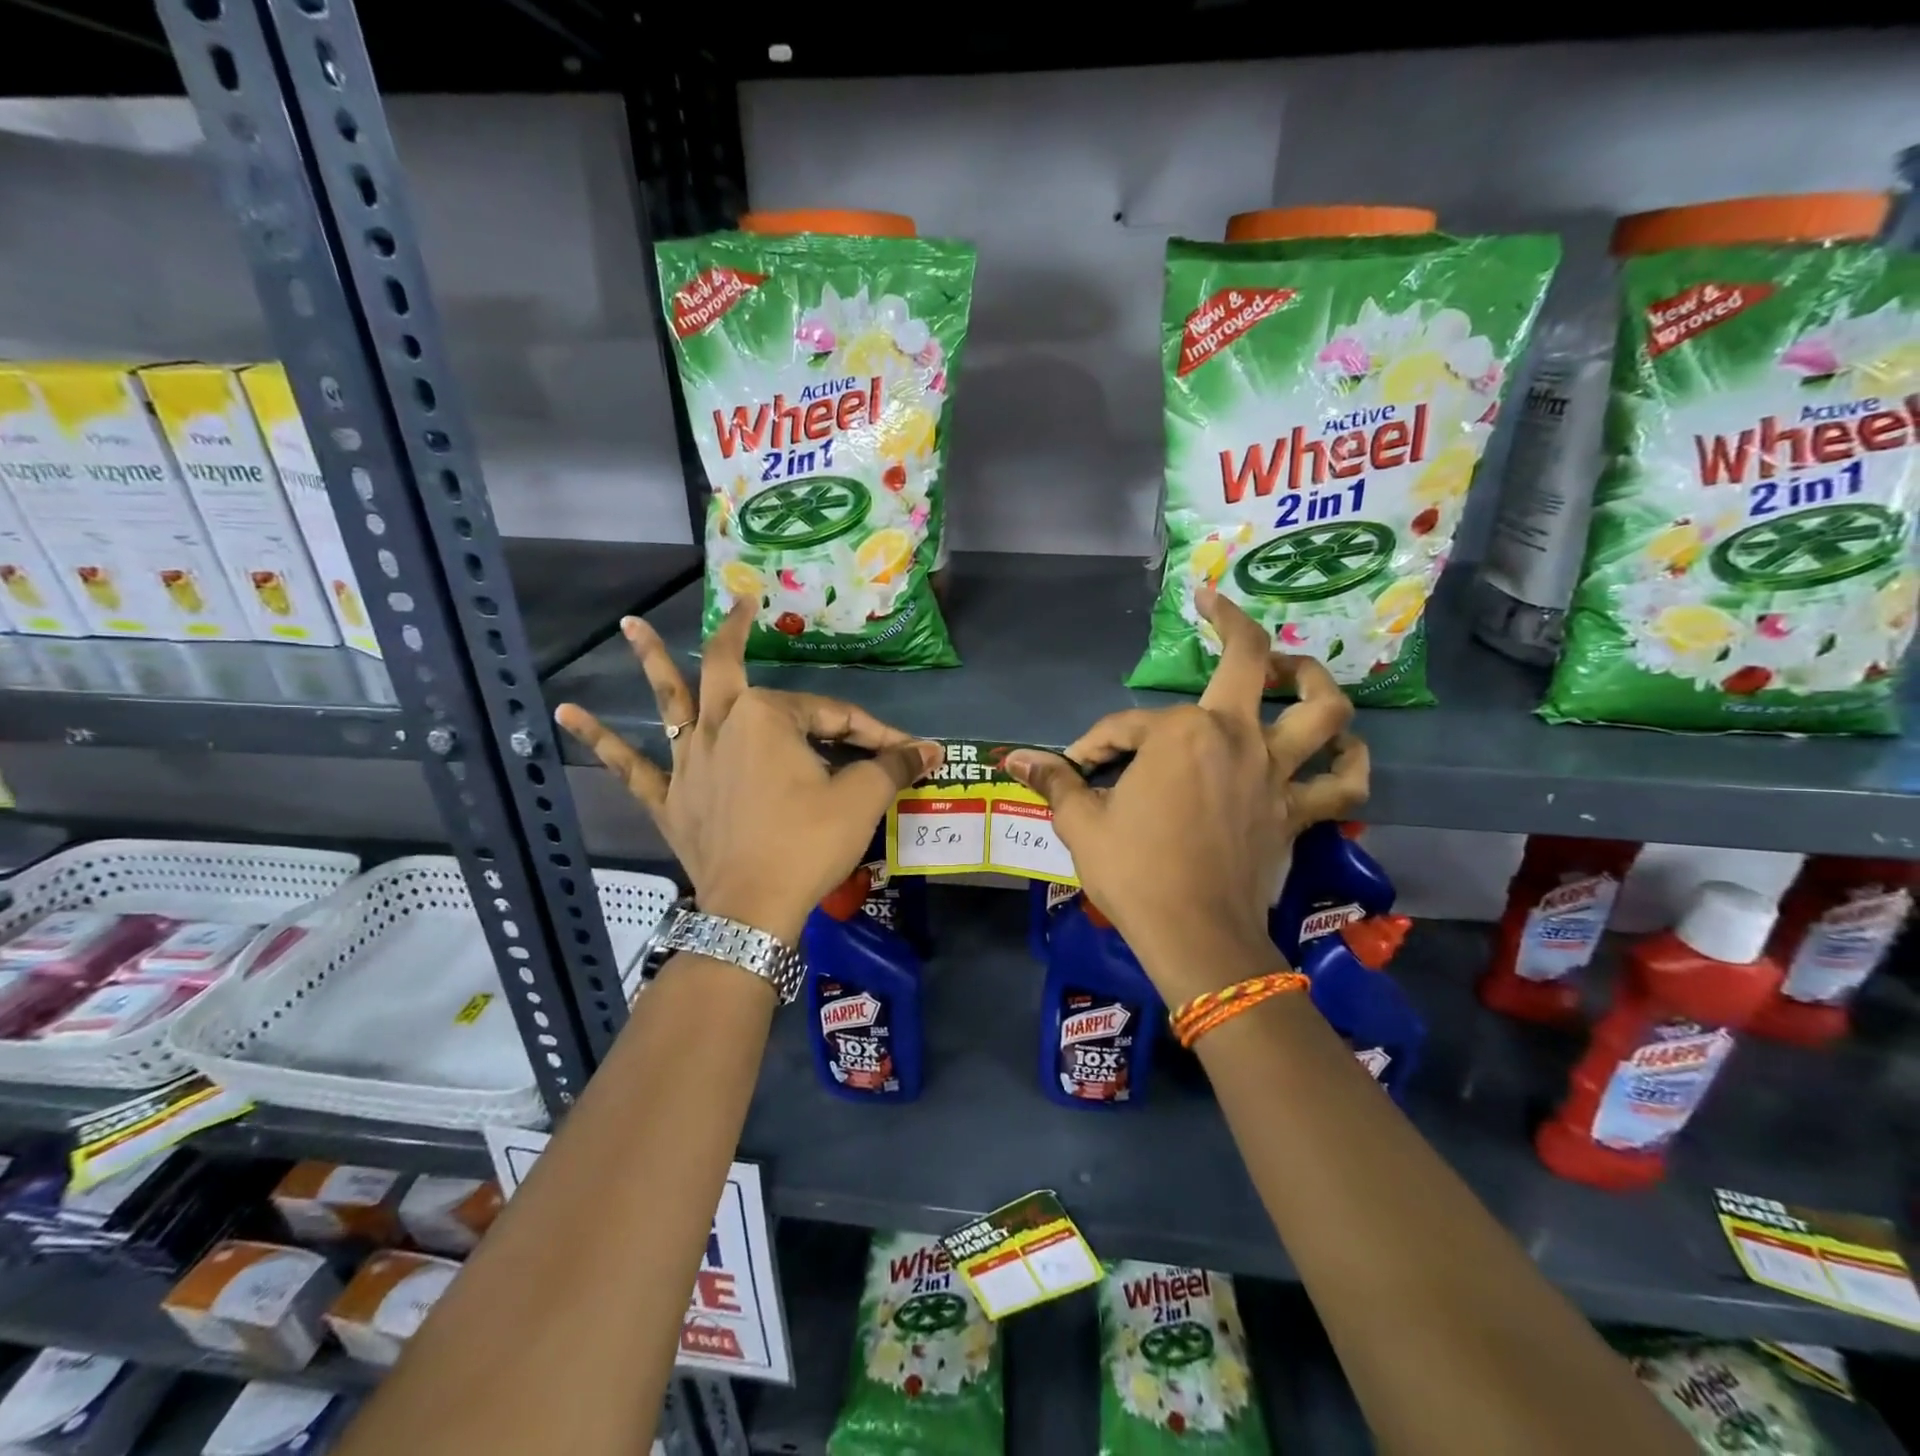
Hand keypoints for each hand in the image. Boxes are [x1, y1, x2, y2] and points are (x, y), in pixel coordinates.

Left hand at [555, 600, 941, 945]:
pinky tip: (565, 713)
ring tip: (627, 625)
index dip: (873, 732)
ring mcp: (688, 761)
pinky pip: (630, 766)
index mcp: (769, 717)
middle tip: (741, 604)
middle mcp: (722, 726)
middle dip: (738, 633)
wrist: (754, 909)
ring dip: (651, 662)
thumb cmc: (809, 844)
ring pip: (670, 702)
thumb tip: (933, 749)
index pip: (833, 714)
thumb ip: (894, 765)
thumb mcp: (862, 800)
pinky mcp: (669, 798)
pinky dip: (598, 740)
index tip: (904, 751)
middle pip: (728, 670)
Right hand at [1006, 588, 1367, 1003]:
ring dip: (1314, 682)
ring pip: (1321, 712)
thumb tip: (1013, 760)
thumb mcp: (1081, 823)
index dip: (1096, 744)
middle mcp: (1235, 737)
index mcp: (1180, 734)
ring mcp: (1274, 773)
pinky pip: (1342, 784)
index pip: (1127, 725)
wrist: (1194, 935)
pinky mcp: (1297, 813)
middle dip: (1233, 624)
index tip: (1077, 769)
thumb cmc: (1134, 871)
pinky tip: (1345, 749)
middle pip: (1251, 663)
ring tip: (1296, 671)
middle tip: (1217, 606)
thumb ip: (1055, 782)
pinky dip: (1350, 762)